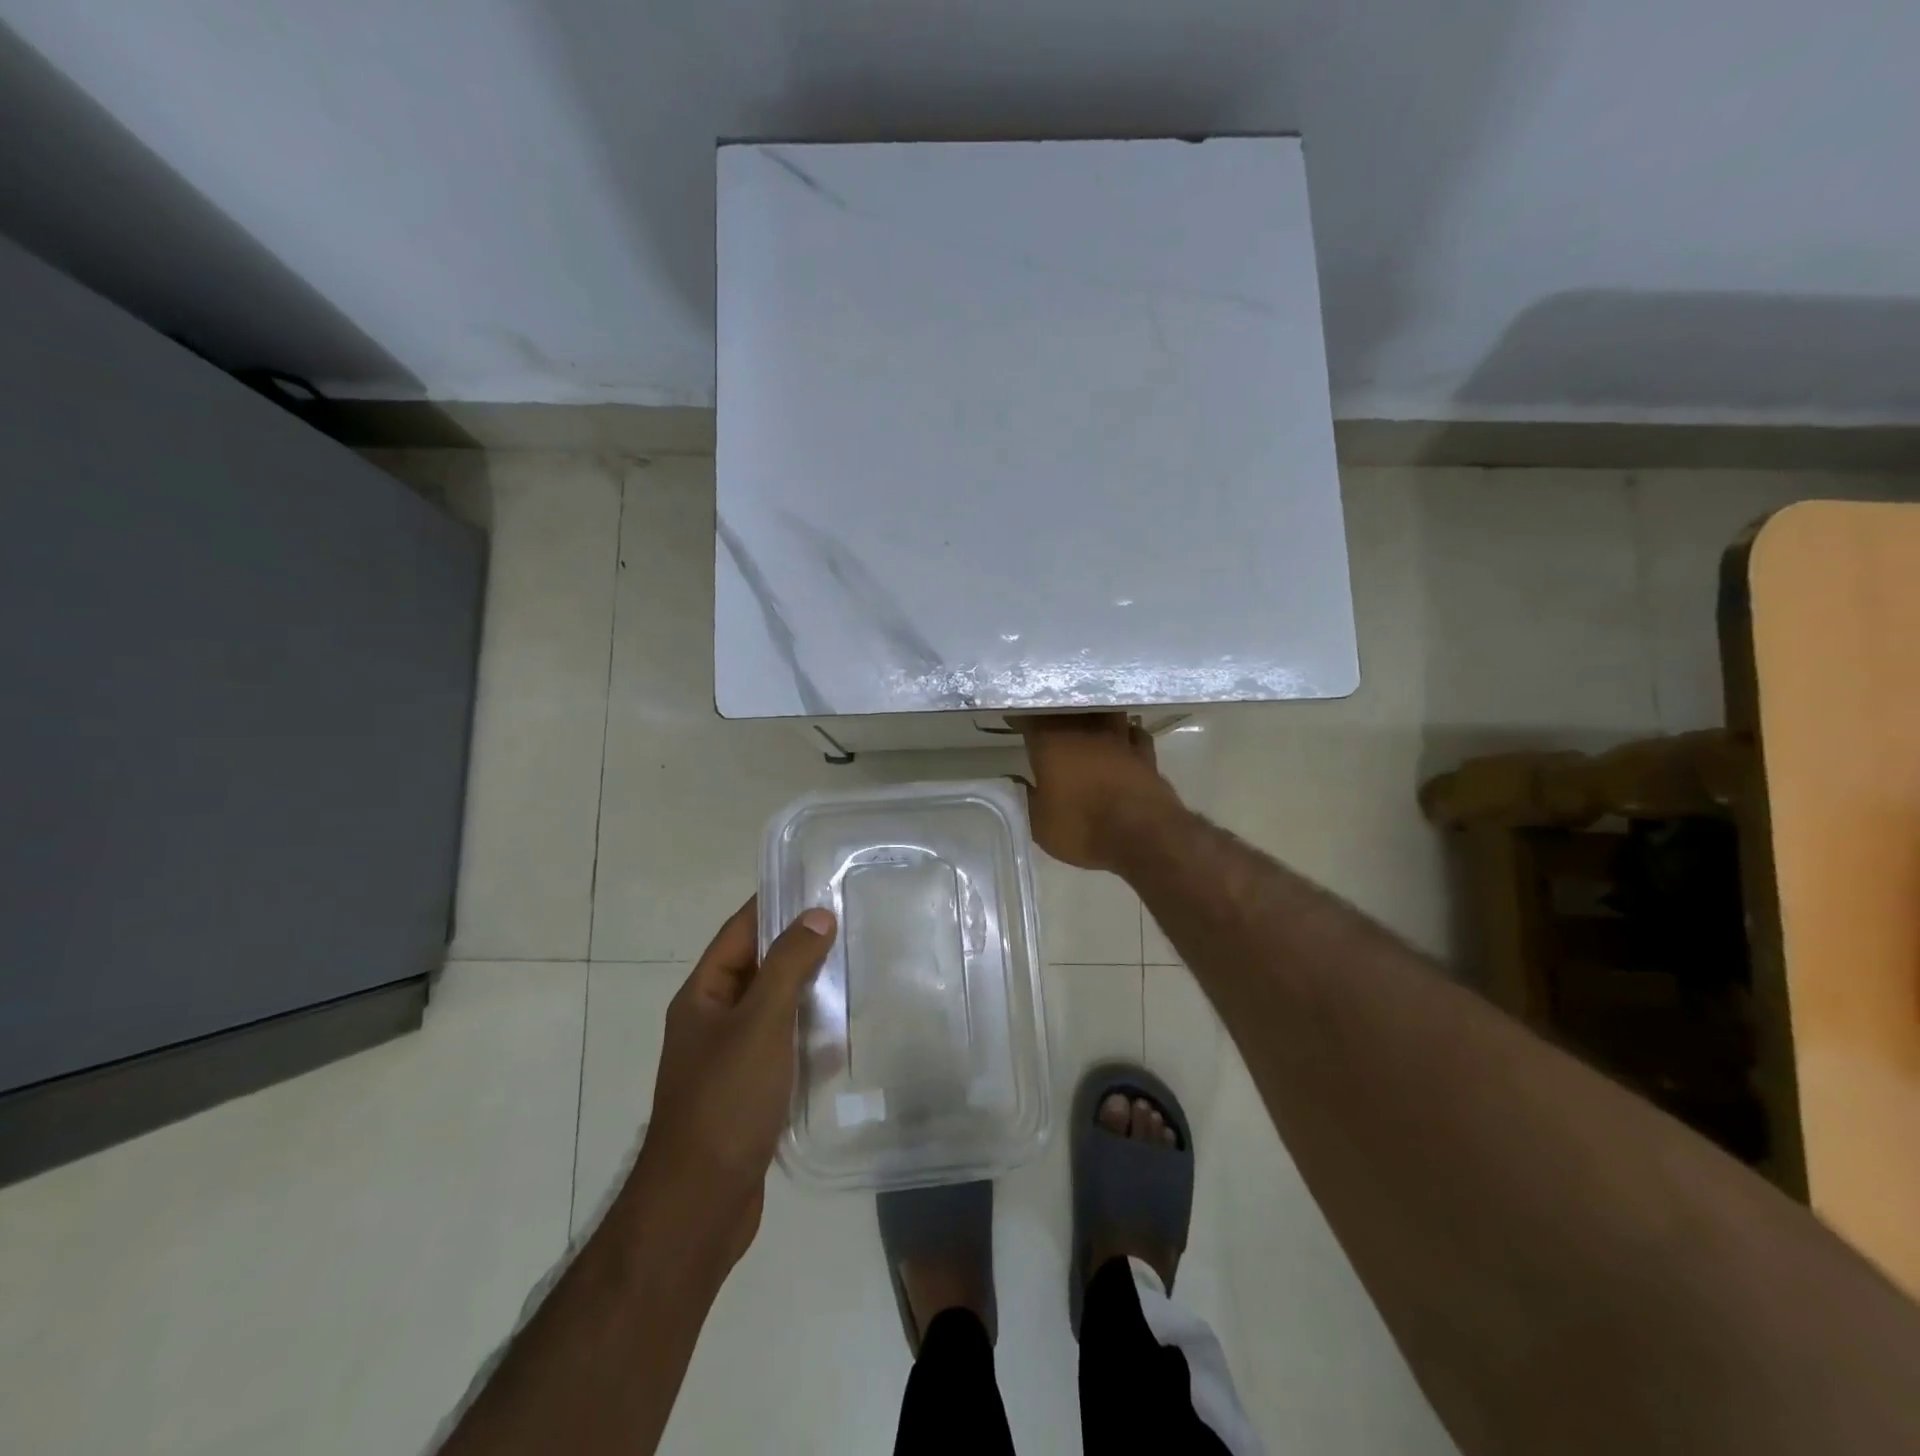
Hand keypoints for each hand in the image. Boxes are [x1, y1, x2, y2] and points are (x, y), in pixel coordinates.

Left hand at [634, 898, 835, 1265]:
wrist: (700, 1203)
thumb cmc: (726, 1100)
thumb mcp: (761, 1021)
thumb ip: (788, 964)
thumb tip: (817, 915)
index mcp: (703, 995)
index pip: (739, 931)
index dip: (774, 904)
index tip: (816, 882)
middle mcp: (712, 1021)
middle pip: (758, 967)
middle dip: (799, 946)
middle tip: (849, 925)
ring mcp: (729, 1059)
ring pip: (774, 1009)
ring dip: (808, 991)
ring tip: (856, 970)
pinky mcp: (749, 1092)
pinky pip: (783, 1048)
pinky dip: (809, 1035)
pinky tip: (844, 1034)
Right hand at [1011, 712, 1179, 871]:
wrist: (1144, 836)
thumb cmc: (1083, 827)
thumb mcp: (1040, 823)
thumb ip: (1026, 796)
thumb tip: (1014, 780)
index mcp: (1052, 742)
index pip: (1031, 717)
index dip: (1021, 718)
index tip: (1013, 721)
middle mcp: (1086, 730)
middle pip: (1069, 707)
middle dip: (1056, 711)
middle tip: (1047, 720)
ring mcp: (1120, 738)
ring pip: (1105, 711)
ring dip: (1094, 714)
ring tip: (1086, 722)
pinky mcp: (1146, 753)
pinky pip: (1133, 732)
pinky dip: (1125, 732)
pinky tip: (1123, 738)